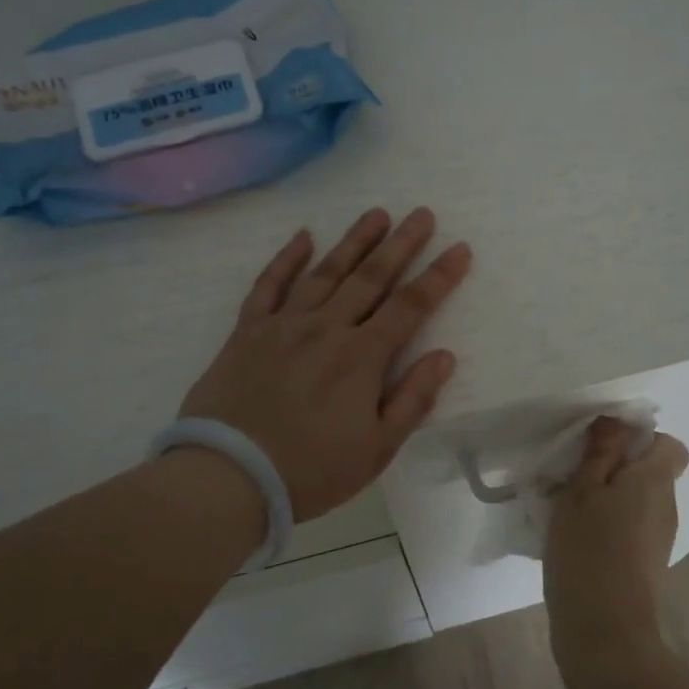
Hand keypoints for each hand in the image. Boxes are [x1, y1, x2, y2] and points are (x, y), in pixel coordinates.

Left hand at [179, 207, 471, 521]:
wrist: (229, 475)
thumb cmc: (311, 469)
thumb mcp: (377, 448)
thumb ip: (413, 399)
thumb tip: (444, 355)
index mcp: (362, 357)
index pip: (410, 306)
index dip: (438, 277)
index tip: (459, 248)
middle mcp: (327, 328)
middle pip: (371, 277)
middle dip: (401, 244)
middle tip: (422, 213)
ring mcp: (284, 324)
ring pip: (325, 272)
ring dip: (354, 241)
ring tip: (376, 214)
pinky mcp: (248, 331)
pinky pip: (269, 285)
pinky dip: (287, 259)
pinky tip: (303, 237)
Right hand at [544, 418, 688, 672]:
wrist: (604, 631)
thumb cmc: (588, 552)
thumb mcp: (581, 492)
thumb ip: (600, 453)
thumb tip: (617, 420)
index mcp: (654, 482)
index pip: (670, 445)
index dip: (639, 440)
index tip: (602, 450)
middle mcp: (666, 506)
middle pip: (651, 472)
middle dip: (615, 469)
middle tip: (574, 479)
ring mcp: (660, 538)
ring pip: (638, 501)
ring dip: (609, 498)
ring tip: (570, 512)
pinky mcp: (647, 564)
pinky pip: (632, 527)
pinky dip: (609, 526)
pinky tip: (577, 541)